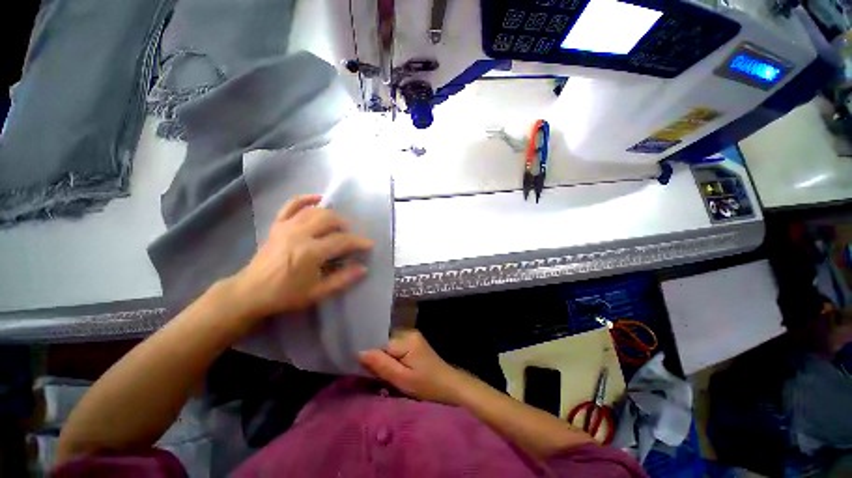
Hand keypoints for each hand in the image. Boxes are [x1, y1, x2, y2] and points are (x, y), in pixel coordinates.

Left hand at [230, 195, 373, 320]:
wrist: (250, 292)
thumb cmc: (286, 294)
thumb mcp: (317, 292)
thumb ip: (343, 279)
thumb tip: (364, 268)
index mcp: (310, 252)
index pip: (341, 241)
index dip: (358, 242)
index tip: (369, 245)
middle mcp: (299, 234)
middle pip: (329, 219)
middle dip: (345, 226)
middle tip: (350, 237)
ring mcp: (286, 227)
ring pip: (314, 211)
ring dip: (331, 215)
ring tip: (338, 225)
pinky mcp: (277, 225)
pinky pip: (291, 205)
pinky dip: (306, 199)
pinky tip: (318, 199)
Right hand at [359, 330, 470, 404]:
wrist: (450, 386)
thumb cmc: (427, 386)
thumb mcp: (402, 379)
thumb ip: (381, 365)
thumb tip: (359, 352)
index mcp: (406, 339)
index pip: (380, 344)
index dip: (373, 358)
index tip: (369, 372)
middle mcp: (409, 332)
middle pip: (384, 343)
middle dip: (378, 358)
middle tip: (378, 376)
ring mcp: (412, 336)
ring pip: (389, 345)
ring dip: (385, 358)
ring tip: (387, 374)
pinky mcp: (414, 342)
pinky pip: (396, 347)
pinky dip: (392, 357)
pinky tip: (395, 369)